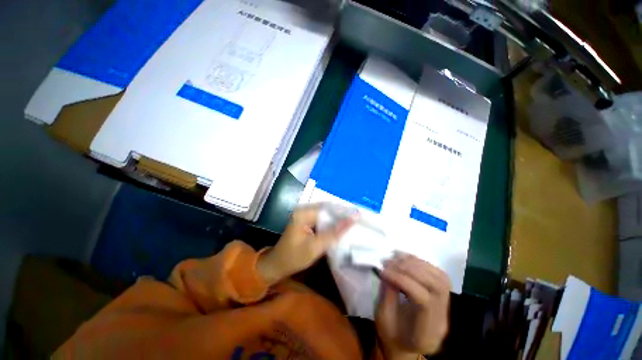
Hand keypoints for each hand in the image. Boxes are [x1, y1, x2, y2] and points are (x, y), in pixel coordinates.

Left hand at [257, 204, 354, 284]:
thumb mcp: (315, 247)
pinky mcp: (306, 219)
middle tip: (358, 218)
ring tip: (353, 221)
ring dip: (338, 217)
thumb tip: (352, 220)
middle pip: (328, 208)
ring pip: (326, 212)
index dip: (344, 212)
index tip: (359, 215)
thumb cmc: (293, 257)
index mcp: (303, 213)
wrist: (277, 264)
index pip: (328, 208)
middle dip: (342, 214)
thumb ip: (333, 233)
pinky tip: (341, 226)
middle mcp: (304, 209)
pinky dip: (331, 221)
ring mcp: (304, 214)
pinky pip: (322, 217)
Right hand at [375, 253, 450, 358]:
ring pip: (440, 278)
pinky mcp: (443, 296)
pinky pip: (438, 274)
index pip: (424, 300)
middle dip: (411, 269)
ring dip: (416, 263)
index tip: (384, 271)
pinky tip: (406, 258)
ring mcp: (446, 307)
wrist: (405, 344)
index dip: (403, 280)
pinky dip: (422, 262)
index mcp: (427, 333)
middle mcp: (442, 319)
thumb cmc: (391, 335)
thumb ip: (387, 295)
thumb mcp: (383, 319)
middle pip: (437, 286)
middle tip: (389, 262)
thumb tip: (387, 270)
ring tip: (396, 257)